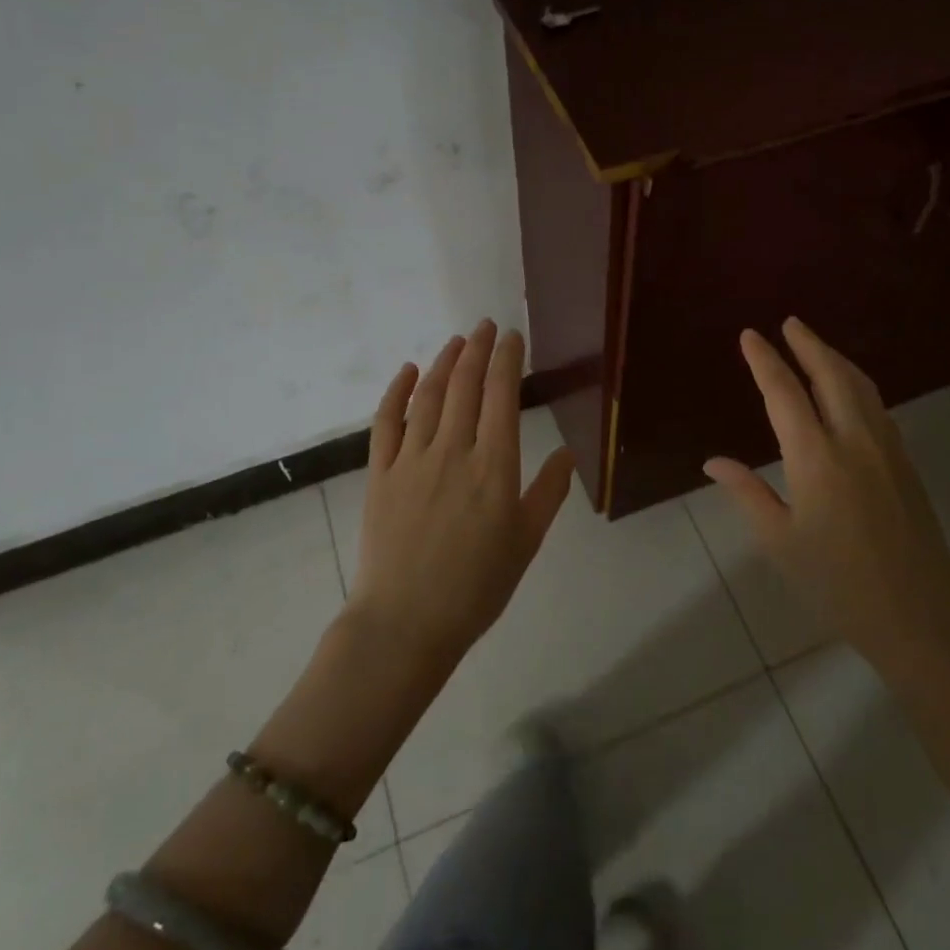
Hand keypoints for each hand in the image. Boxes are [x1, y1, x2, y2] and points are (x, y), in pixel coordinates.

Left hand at [346, 319, 575, 670]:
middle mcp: (454, 451)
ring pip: (430, 395)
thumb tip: (568, 453)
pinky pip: (387, 422)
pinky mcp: (380, 473)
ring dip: (444, 362)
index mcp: (495, 466)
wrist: (406, 623)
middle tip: (485, 325)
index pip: (502, 395)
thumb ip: (549, 492)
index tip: (512, 337)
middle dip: (478, 349)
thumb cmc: (476, 587)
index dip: (507, 359)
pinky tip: (408, 371)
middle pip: (466, 385)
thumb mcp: (526, 542)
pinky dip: (398, 391)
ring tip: (457, 341)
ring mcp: (412, 459)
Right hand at [703, 317, 949, 676]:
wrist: (920, 614)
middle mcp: (853, 440)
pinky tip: (849, 390)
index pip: (784, 393)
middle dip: (807, 344)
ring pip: (860, 386)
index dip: (765, 360)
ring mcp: (886, 448)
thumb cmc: (837, 583)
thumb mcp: (780, 542)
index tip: (750, 336)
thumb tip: (713, 461)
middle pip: (830, 374)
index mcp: (816, 458)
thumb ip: (747, 493)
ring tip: (815, 345)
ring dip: (835, 359)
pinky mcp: (905, 462)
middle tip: (789, 323)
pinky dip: (856, 383)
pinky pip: (877, 406)